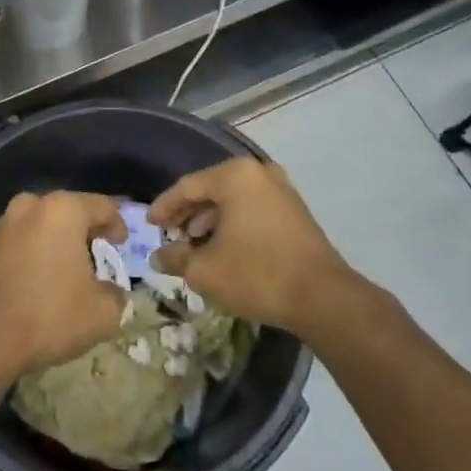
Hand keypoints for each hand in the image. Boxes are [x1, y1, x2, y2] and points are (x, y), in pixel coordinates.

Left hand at [0, 191, 127, 380]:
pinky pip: (22, 240)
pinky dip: (36, 252)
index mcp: (63, 210)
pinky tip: (42, 278)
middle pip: (70, 211)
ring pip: (42, 224)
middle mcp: (30, 205)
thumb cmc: (50, 315)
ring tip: (70, 268)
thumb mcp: (103, 312)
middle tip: (99, 254)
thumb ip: (117, 294)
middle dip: (86, 231)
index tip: (122, 246)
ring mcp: (3, 224)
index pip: (103, 206)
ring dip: (58, 241)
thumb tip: (112, 292)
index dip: (118, 225)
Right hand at [148, 158, 354, 331]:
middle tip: (168, 233)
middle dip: (187, 213)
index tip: (148, 224)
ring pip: (233, 199)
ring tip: (191, 244)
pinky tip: (221, 246)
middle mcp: (259, 173)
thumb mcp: (205, 270)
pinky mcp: (294, 209)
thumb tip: (157, 257)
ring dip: (209, 219)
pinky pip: (252, 208)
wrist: (322, 297)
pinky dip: (232, 222)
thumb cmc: (257, 274)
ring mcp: (281, 189)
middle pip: (211, 188)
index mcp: (235, 176)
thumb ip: (175, 257)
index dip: (164, 207)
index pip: (187, 186)